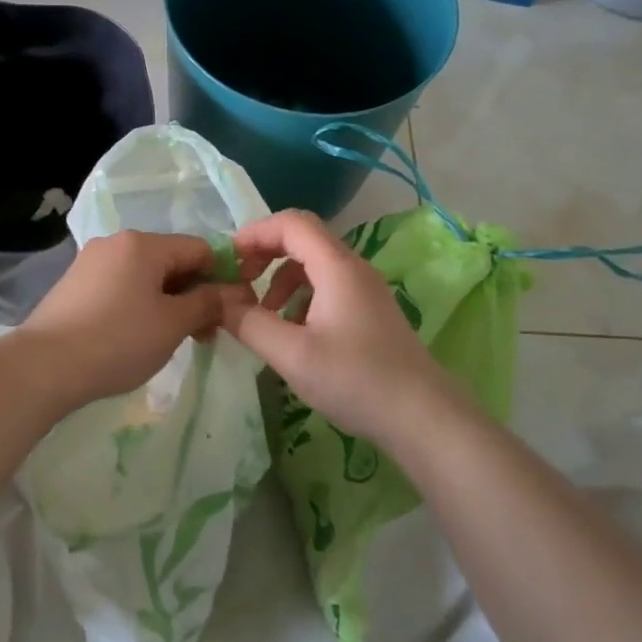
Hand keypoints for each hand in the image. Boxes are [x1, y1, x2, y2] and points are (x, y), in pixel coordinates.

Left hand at [18, 231, 248, 410]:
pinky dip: (139, 304)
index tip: (231, 311)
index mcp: (143, 243)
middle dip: (194, 293)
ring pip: (145, 275)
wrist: (44, 366)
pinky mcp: (75, 284)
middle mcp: (116, 242)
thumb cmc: (118, 340)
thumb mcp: (172, 324)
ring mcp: (91, 262)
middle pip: (171, 260)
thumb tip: (236, 292)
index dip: (222, 276)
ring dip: (167, 301)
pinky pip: (120, 286)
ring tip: (172, 339)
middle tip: (205, 333)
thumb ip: (208, 303)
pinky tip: (138, 335)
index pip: (199, 248)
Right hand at [221, 210, 450, 448]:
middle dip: (265, 253)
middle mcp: (353, 268)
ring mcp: (365, 290)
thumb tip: (217, 302)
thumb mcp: (292, 355)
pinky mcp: (369, 311)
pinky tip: (292, 331)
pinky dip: (300, 296)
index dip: (254, 233)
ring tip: (262, 314)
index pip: (291, 223)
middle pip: (302, 238)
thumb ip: (249, 323)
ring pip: (314, 264)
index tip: (227, 260)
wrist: (424, 418)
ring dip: (281, 278)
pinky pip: (327, 286)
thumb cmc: (356, 380)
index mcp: (336, 267)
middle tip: (239, 282)